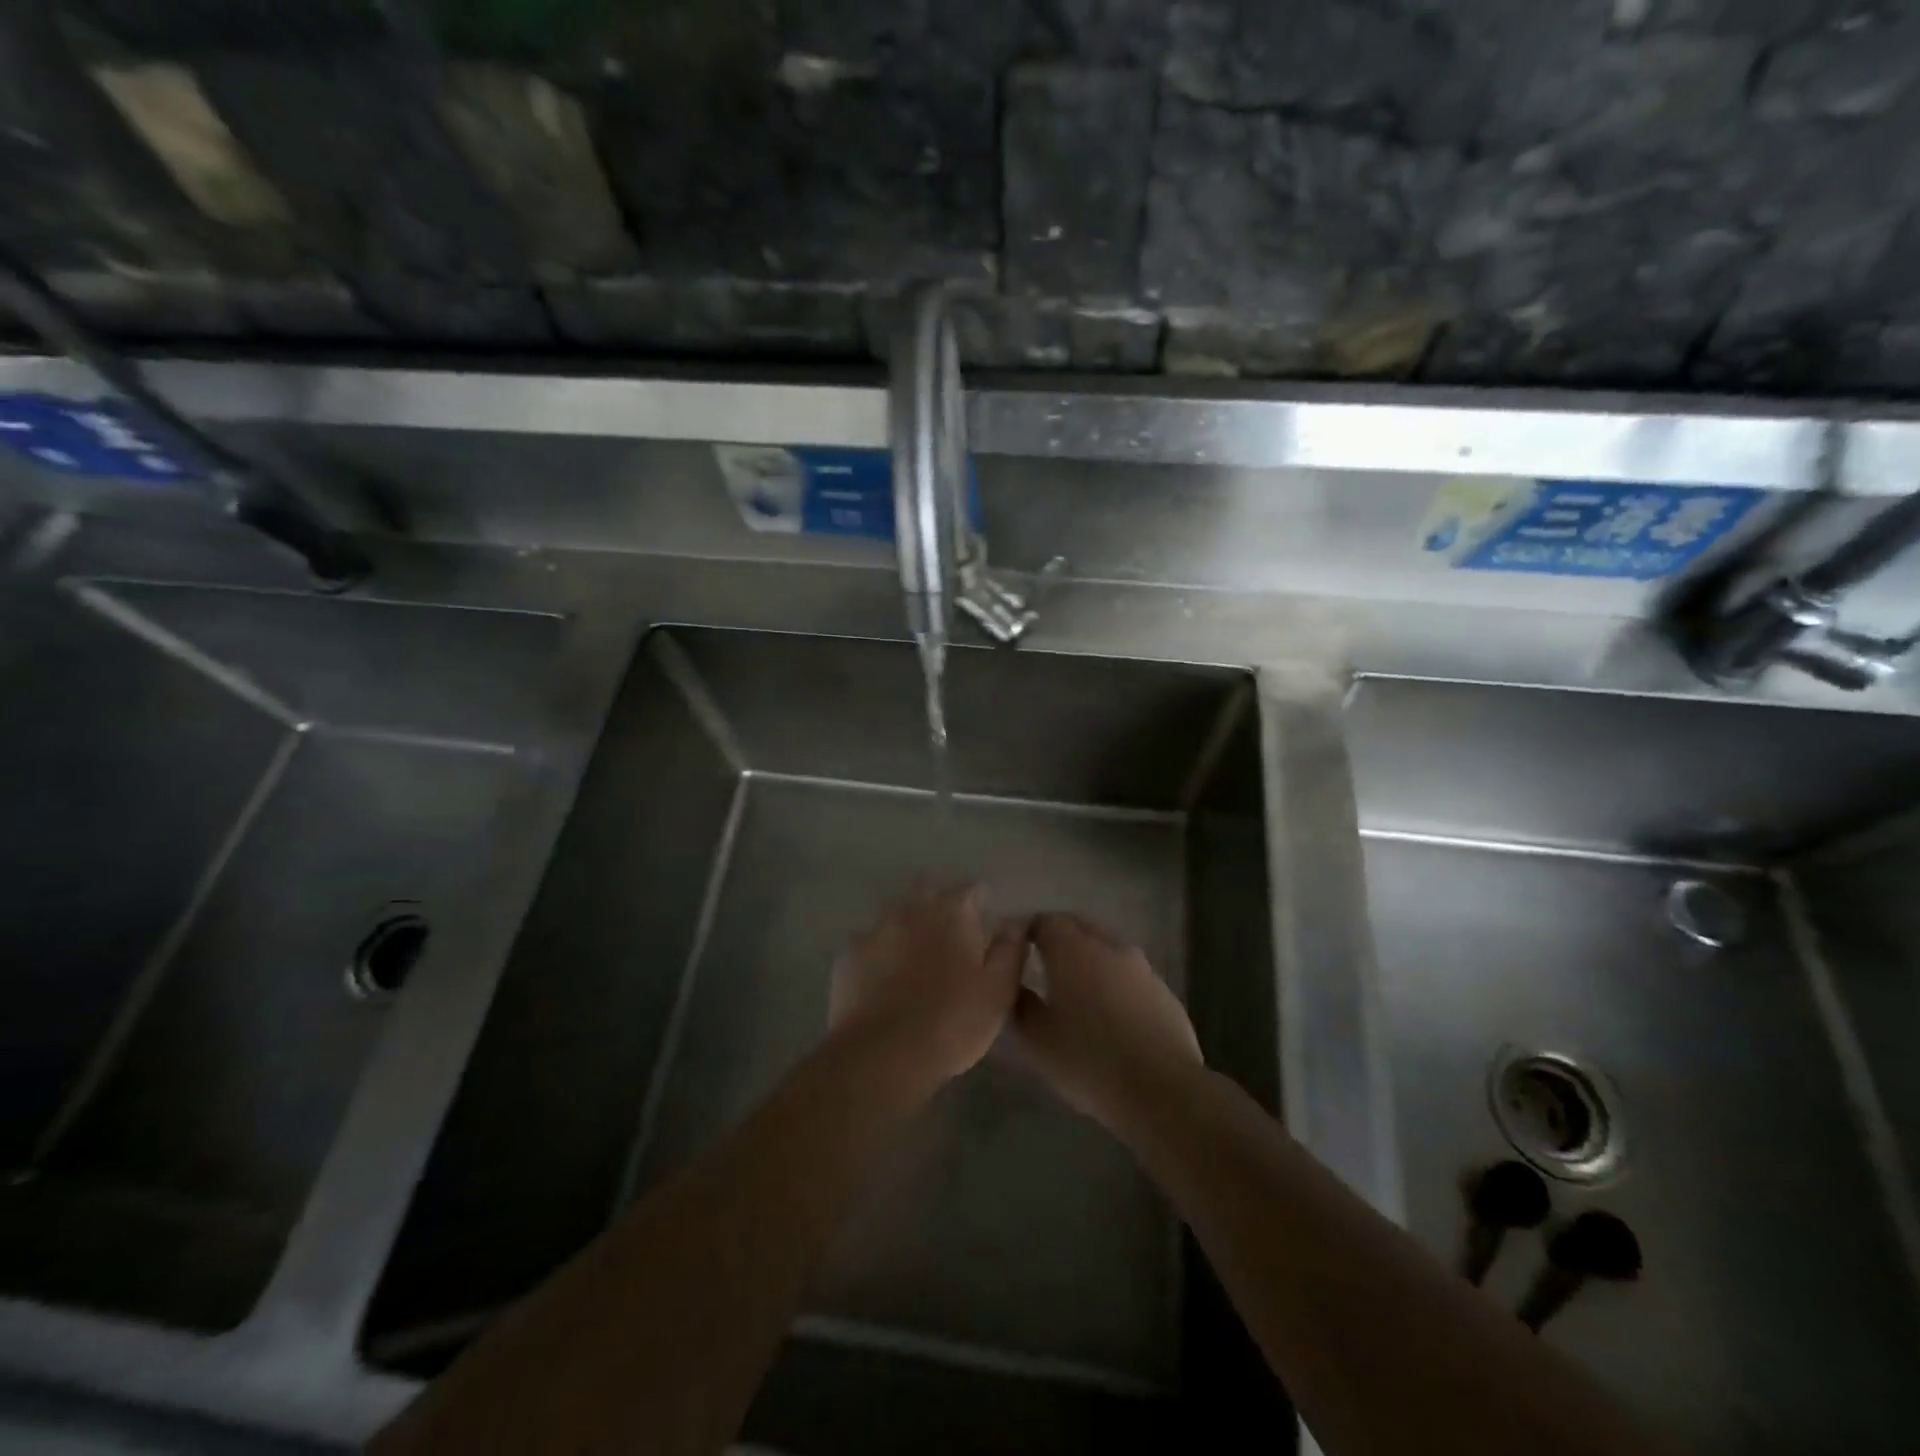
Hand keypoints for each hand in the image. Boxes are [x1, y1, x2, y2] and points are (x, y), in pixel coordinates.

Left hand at [830, 881, 1029, 1088]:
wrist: (882, 1055)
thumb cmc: (952, 1022)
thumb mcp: (998, 990)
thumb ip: (1010, 948)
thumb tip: (1017, 919)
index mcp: (951, 913)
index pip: (970, 889)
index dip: (980, 900)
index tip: (985, 917)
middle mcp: (910, 910)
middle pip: (927, 889)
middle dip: (940, 902)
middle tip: (951, 930)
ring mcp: (874, 930)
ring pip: (894, 913)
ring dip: (907, 924)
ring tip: (916, 951)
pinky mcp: (848, 956)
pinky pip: (868, 943)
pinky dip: (880, 951)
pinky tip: (883, 974)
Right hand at [1013, 913, 1203, 1134]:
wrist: (1163, 1091)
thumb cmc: (1089, 1061)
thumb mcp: (1037, 1040)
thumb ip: (1020, 1004)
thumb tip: (1014, 986)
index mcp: (1073, 950)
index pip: (1045, 921)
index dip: (1027, 931)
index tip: (1016, 950)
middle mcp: (1108, 947)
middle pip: (1079, 925)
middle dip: (1058, 936)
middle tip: (1041, 961)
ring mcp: (1141, 967)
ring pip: (1107, 947)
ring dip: (1088, 956)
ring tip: (1075, 988)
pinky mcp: (1164, 991)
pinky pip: (1129, 973)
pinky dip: (1113, 979)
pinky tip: (1109, 1012)